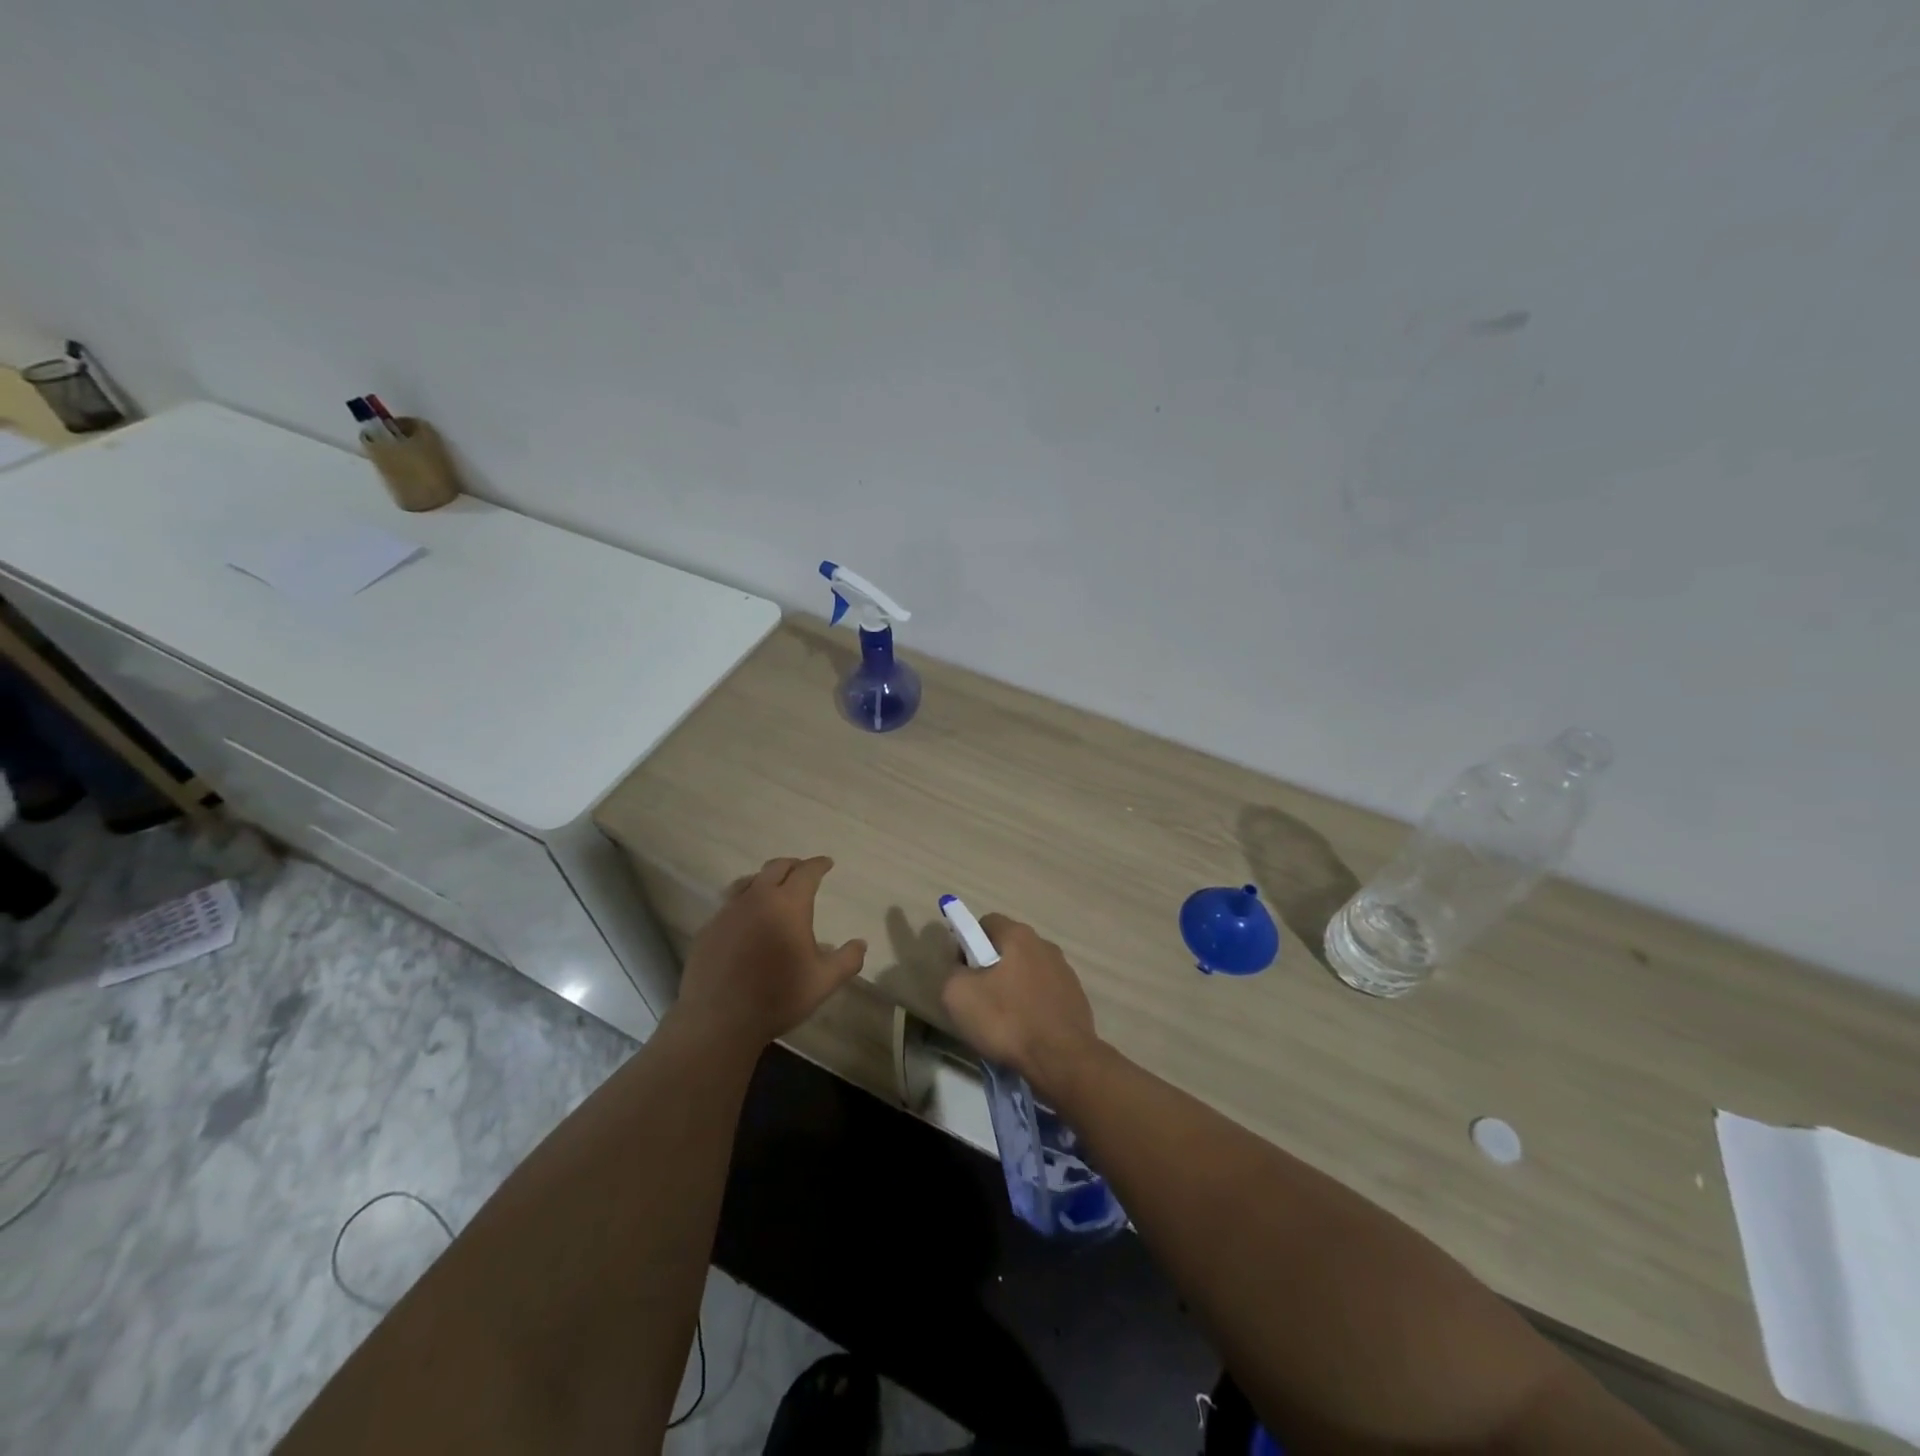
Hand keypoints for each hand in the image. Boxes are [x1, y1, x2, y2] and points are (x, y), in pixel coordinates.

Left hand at [677, 856, 866, 1047]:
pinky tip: (746, 921)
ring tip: (772, 890)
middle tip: (802, 870)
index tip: (827, 863)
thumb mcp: (823, 982)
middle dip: (792, 865)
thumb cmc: (778, 997)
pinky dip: (744, 903)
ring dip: (764, 880)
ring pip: (748, 882)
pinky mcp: (708, 929)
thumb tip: (860, 944)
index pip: (806, 872)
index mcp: (788, 905)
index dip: (818, 865)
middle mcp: (757, 899)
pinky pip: (729, 905)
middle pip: (775, 868)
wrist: (719, 1020)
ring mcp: (728, 912)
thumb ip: (847, 960)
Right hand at [940, 913, 1101, 1096]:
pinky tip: (1026, 1031)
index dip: (968, 943)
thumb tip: (962, 969)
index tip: (963, 972)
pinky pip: (1044, 994)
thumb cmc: (1007, 1021)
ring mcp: (1065, 972)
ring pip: (1028, 972)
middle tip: (979, 998)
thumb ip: (953, 972)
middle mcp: (1045, 945)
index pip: (986, 923)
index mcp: (1019, 936)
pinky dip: (1032, 1006)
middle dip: (991, 967)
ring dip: (1013, 988)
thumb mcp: (958, 995)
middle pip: (1008, 948)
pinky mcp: (1076, 998)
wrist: (1062, 1060)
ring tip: (1003, 1021)